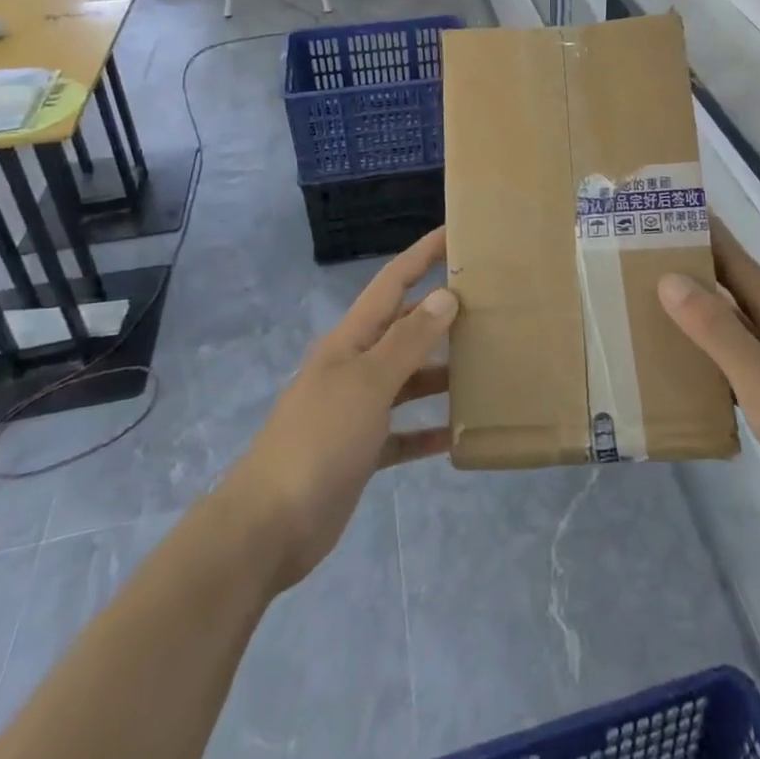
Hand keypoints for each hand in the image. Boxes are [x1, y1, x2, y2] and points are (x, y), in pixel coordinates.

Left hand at [226, 228, 457, 591]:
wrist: (269, 526)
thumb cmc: (320, 439)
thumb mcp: (368, 383)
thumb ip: (408, 341)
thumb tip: (445, 295)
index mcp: (351, 340)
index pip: (392, 283)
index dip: (422, 255)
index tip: (455, 232)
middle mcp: (355, 366)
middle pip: (404, 328)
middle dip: (441, 313)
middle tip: (490, 304)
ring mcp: (357, 409)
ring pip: (408, 379)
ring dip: (441, 372)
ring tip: (486, 365)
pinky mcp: (362, 450)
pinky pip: (404, 431)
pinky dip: (428, 429)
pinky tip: (458, 432)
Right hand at [658, 220, 759, 558]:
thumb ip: (716, 328)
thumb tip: (669, 278)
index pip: (733, 256)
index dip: (699, 230)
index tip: (658, 212)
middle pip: (729, 285)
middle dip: (687, 267)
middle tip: (633, 256)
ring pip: (728, 322)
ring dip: (691, 310)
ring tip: (642, 302)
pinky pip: (732, 358)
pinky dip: (703, 352)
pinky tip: (675, 361)